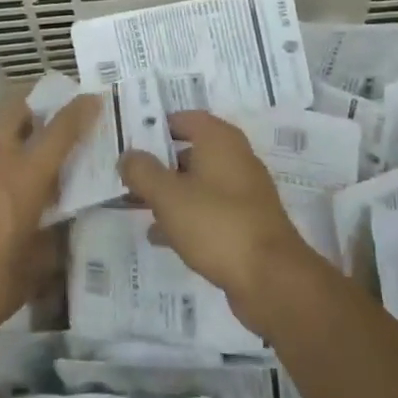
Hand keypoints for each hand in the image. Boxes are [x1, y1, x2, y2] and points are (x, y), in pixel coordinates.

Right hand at [120, 111, 322, 335]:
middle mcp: (235, 158)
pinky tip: (159, 236)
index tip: (129, 141)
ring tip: (134, 206)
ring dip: (168, 192)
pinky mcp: (245, 223)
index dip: (156, 127)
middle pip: (190, 151)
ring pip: (197, 183)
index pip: (185, 119)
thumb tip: (127, 156)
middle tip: (126, 176)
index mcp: (220, 140)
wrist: (271, 279)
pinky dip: (184, 217)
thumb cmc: (217, 224)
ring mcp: (243, 192)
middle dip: (158, 163)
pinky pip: (208, 210)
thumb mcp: (169, 196)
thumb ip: (143, 172)